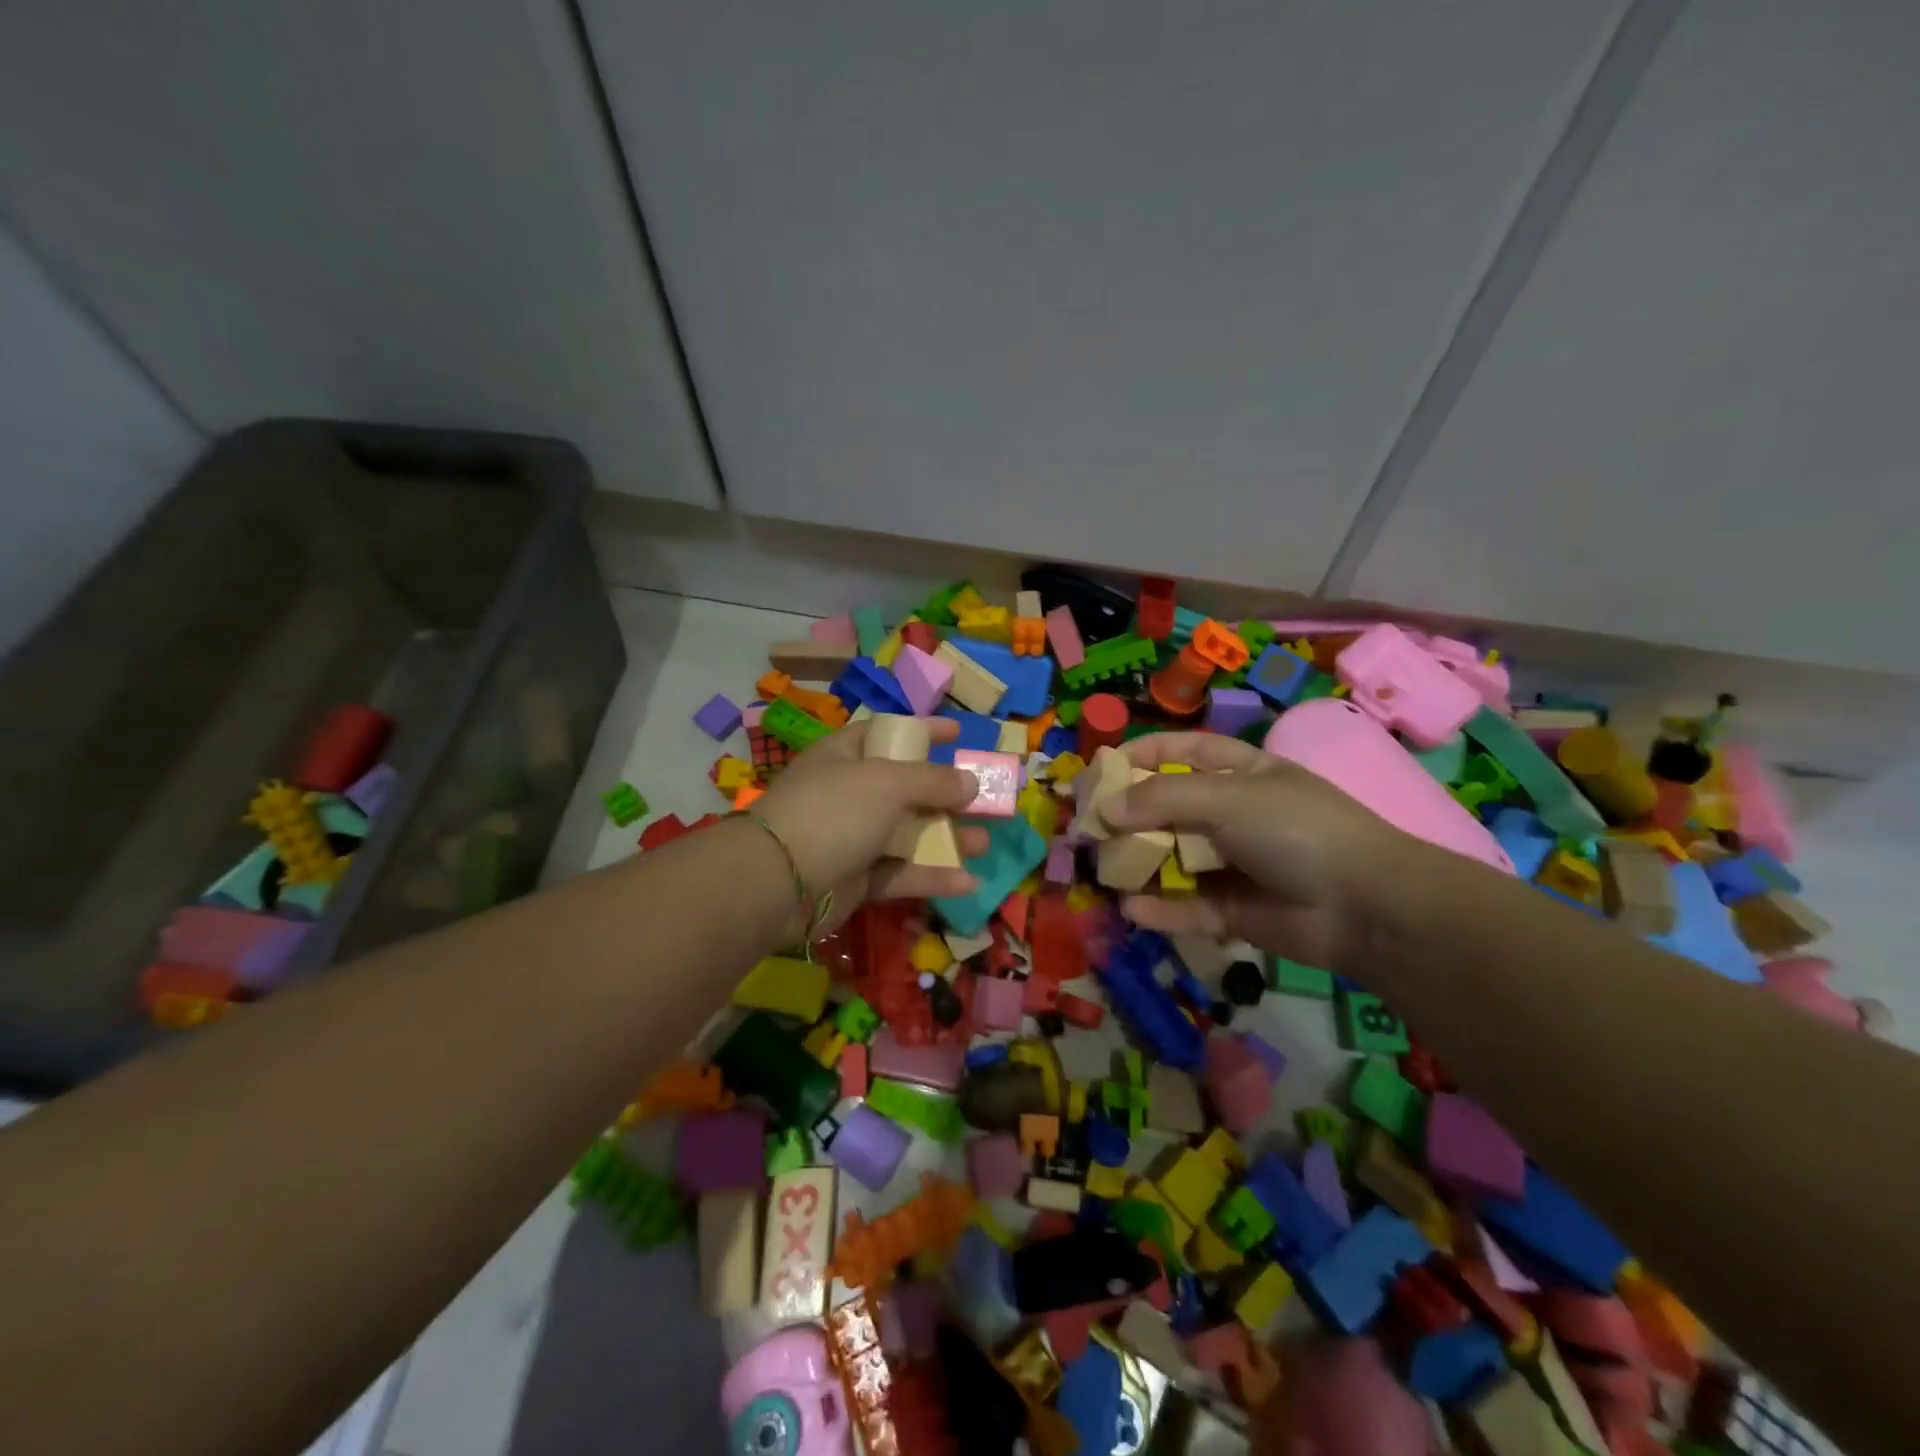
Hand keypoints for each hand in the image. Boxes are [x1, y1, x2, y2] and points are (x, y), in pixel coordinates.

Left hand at [750, 717, 984, 933]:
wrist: (778, 882)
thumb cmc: (834, 812)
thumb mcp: (888, 782)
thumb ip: (934, 780)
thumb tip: (971, 782)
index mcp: (845, 756)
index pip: (889, 733)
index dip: (923, 731)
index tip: (959, 733)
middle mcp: (849, 794)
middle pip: (906, 789)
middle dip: (946, 795)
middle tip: (983, 799)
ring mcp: (852, 838)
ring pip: (908, 835)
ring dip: (947, 838)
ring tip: (984, 842)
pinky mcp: (856, 880)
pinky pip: (900, 874)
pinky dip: (931, 877)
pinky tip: (967, 881)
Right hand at [1099, 732, 1412, 970]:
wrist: (1365, 907)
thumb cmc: (1296, 829)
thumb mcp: (1227, 797)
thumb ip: (1161, 799)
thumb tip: (1104, 809)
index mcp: (1244, 773)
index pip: (1188, 750)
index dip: (1147, 753)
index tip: (1105, 765)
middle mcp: (1236, 815)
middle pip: (1171, 808)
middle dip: (1131, 815)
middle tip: (1089, 825)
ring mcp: (1235, 865)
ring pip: (1175, 860)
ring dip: (1140, 864)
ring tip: (1103, 868)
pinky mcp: (1235, 912)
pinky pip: (1188, 907)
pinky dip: (1161, 909)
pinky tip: (1133, 908)